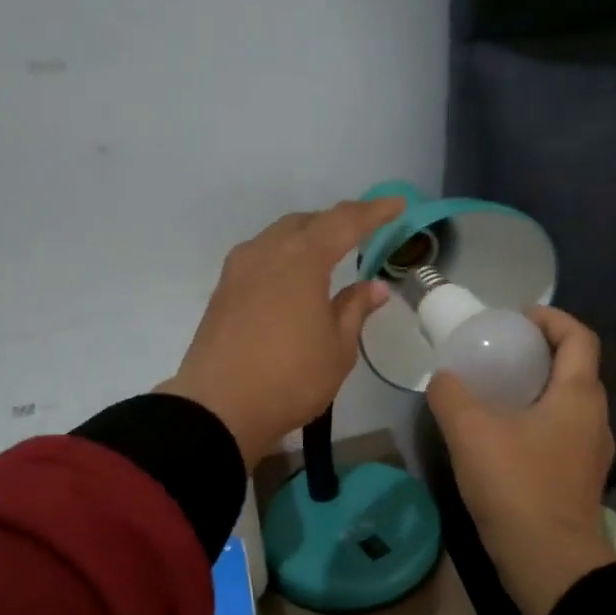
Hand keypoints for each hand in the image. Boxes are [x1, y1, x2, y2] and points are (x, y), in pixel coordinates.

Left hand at [162, 197, 405, 468]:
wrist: (218, 409)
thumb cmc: (290, 380)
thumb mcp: (337, 350)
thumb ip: (355, 310)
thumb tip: (374, 286)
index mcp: (302, 260)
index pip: (344, 221)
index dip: (373, 212)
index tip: (397, 205)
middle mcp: (266, 253)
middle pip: (305, 222)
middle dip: (335, 222)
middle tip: (360, 234)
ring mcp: (238, 271)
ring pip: (277, 237)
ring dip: (304, 238)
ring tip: (326, 256)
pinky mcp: (222, 292)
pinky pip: (259, 258)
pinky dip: (282, 258)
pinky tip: (291, 281)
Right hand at [428, 306, 615, 614]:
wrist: (548, 561)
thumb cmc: (516, 486)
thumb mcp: (470, 432)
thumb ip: (452, 395)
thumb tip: (444, 379)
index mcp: (579, 396)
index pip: (579, 337)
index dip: (551, 318)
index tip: (517, 317)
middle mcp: (594, 419)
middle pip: (575, 369)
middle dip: (540, 353)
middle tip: (499, 353)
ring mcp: (590, 453)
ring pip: (567, 405)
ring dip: (537, 390)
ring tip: (496, 393)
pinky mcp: (578, 481)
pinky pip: (560, 434)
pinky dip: (535, 422)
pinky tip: (502, 438)